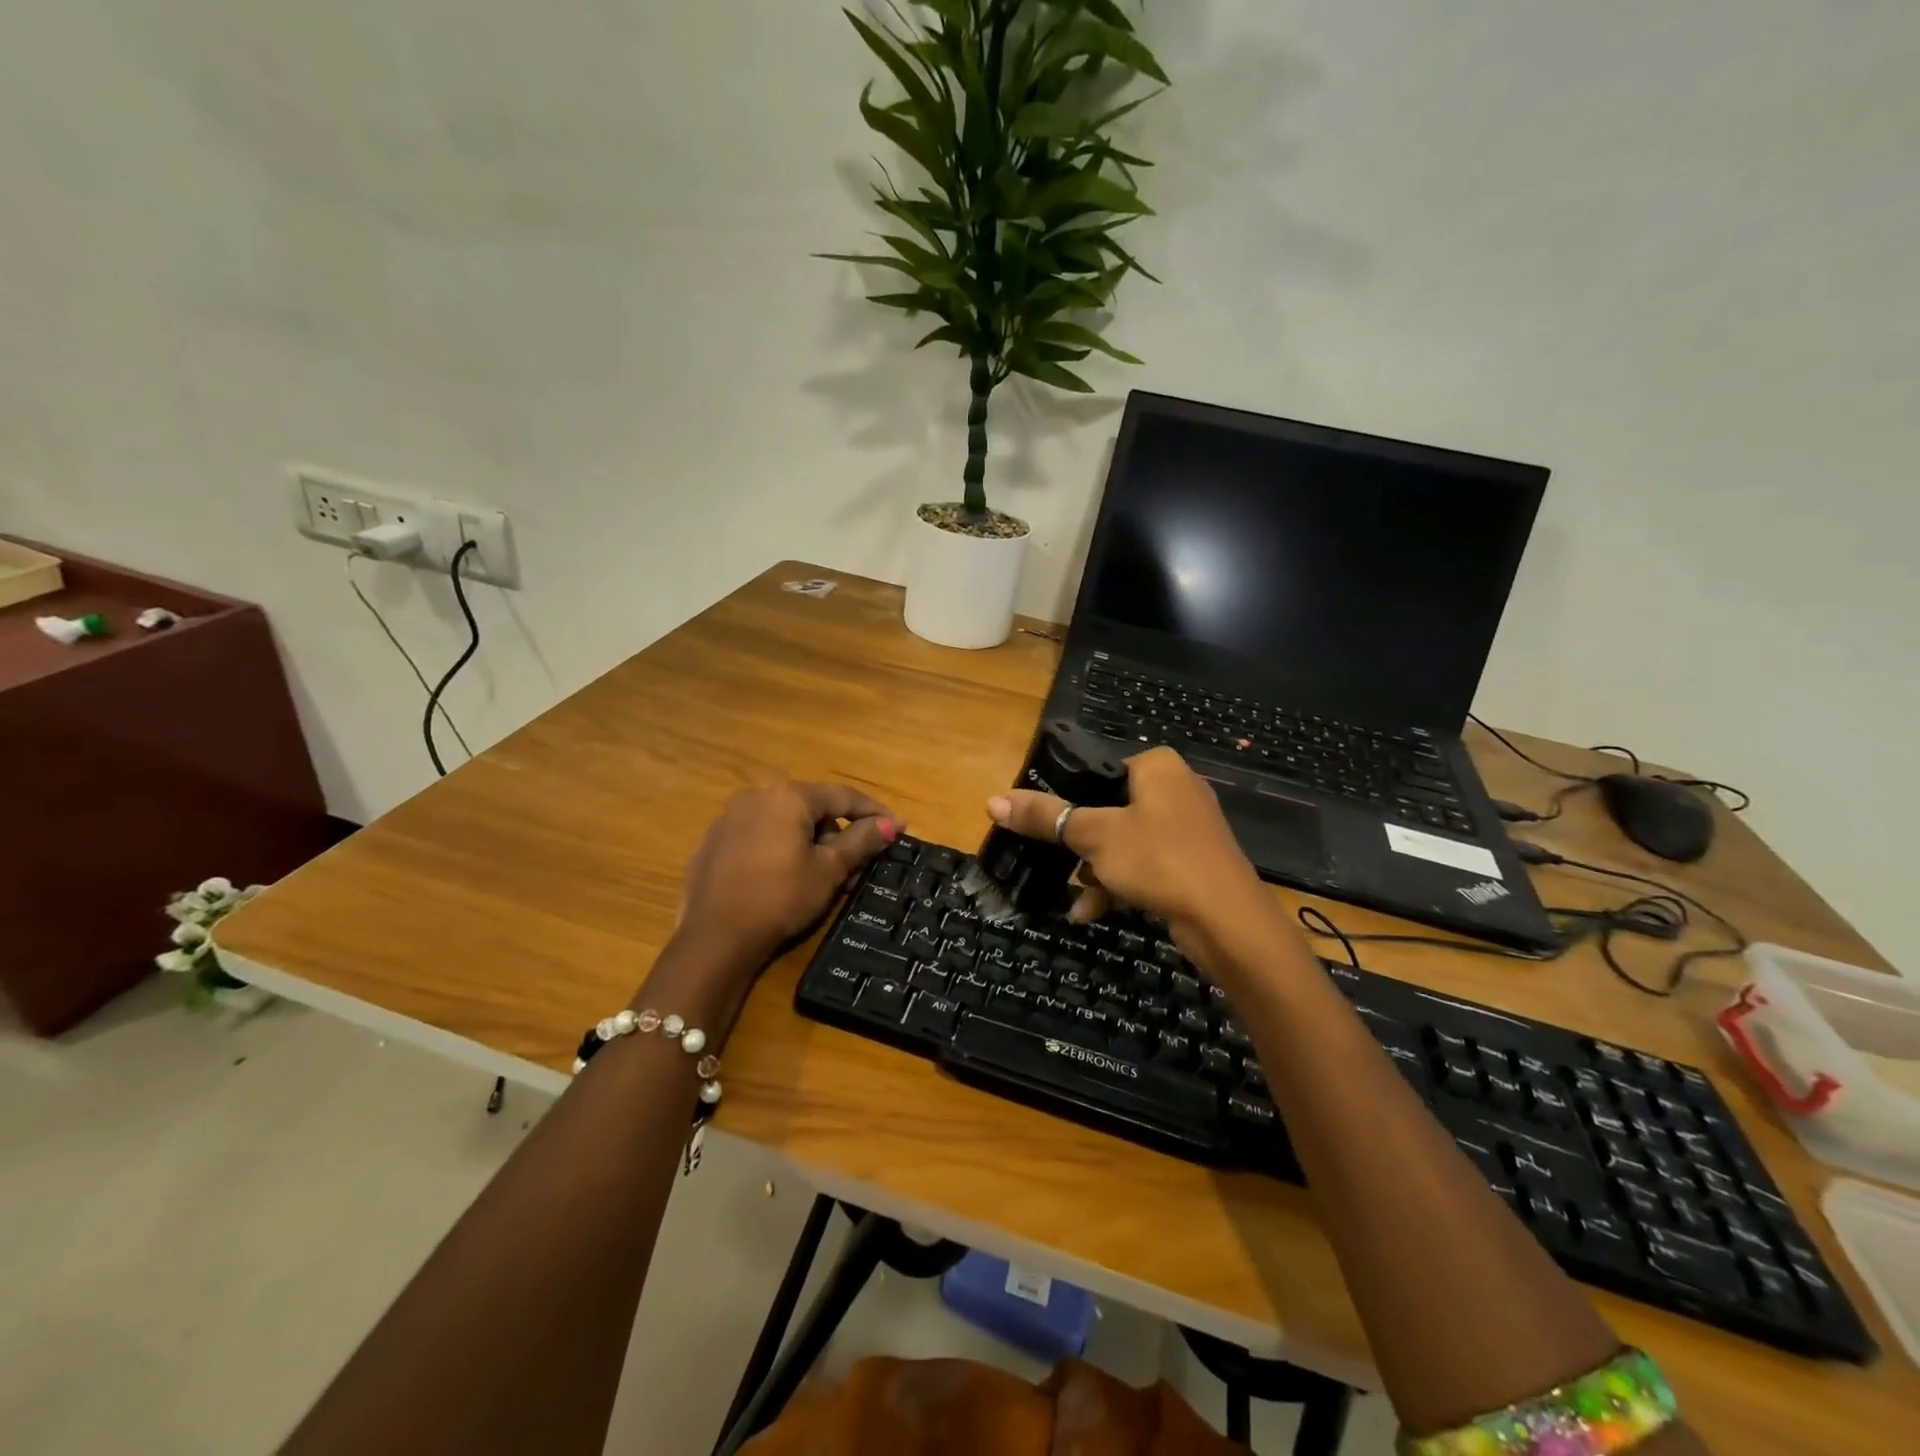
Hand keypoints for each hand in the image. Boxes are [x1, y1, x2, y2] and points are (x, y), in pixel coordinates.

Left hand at [678, 780, 898, 967]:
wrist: (713, 939)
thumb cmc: (780, 898)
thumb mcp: (828, 870)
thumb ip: (861, 841)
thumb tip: (891, 823)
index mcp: (787, 796)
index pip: (842, 796)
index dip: (874, 813)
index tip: (898, 828)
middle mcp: (756, 796)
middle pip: (811, 808)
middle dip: (838, 833)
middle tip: (857, 865)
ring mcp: (729, 818)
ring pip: (784, 822)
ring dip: (809, 842)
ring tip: (822, 878)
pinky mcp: (713, 843)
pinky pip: (759, 836)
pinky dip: (780, 850)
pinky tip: (785, 880)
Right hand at [986, 747, 1272, 957]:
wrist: (1227, 921)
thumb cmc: (1159, 859)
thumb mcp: (1094, 835)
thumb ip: (1045, 817)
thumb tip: (992, 802)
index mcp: (1156, 766)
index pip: (1097, 770)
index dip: (1065, 797)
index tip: (1040, 824)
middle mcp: (1175, 788)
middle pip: (1107, 808)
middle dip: (1079, 843)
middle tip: (1053, 860)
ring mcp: (1187, 827)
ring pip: (1124, 841)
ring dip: (1094, 869)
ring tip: (1075, 895)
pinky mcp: (1192, 861)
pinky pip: (1144, 864)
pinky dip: (1118, 884)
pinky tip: (1091, 912)